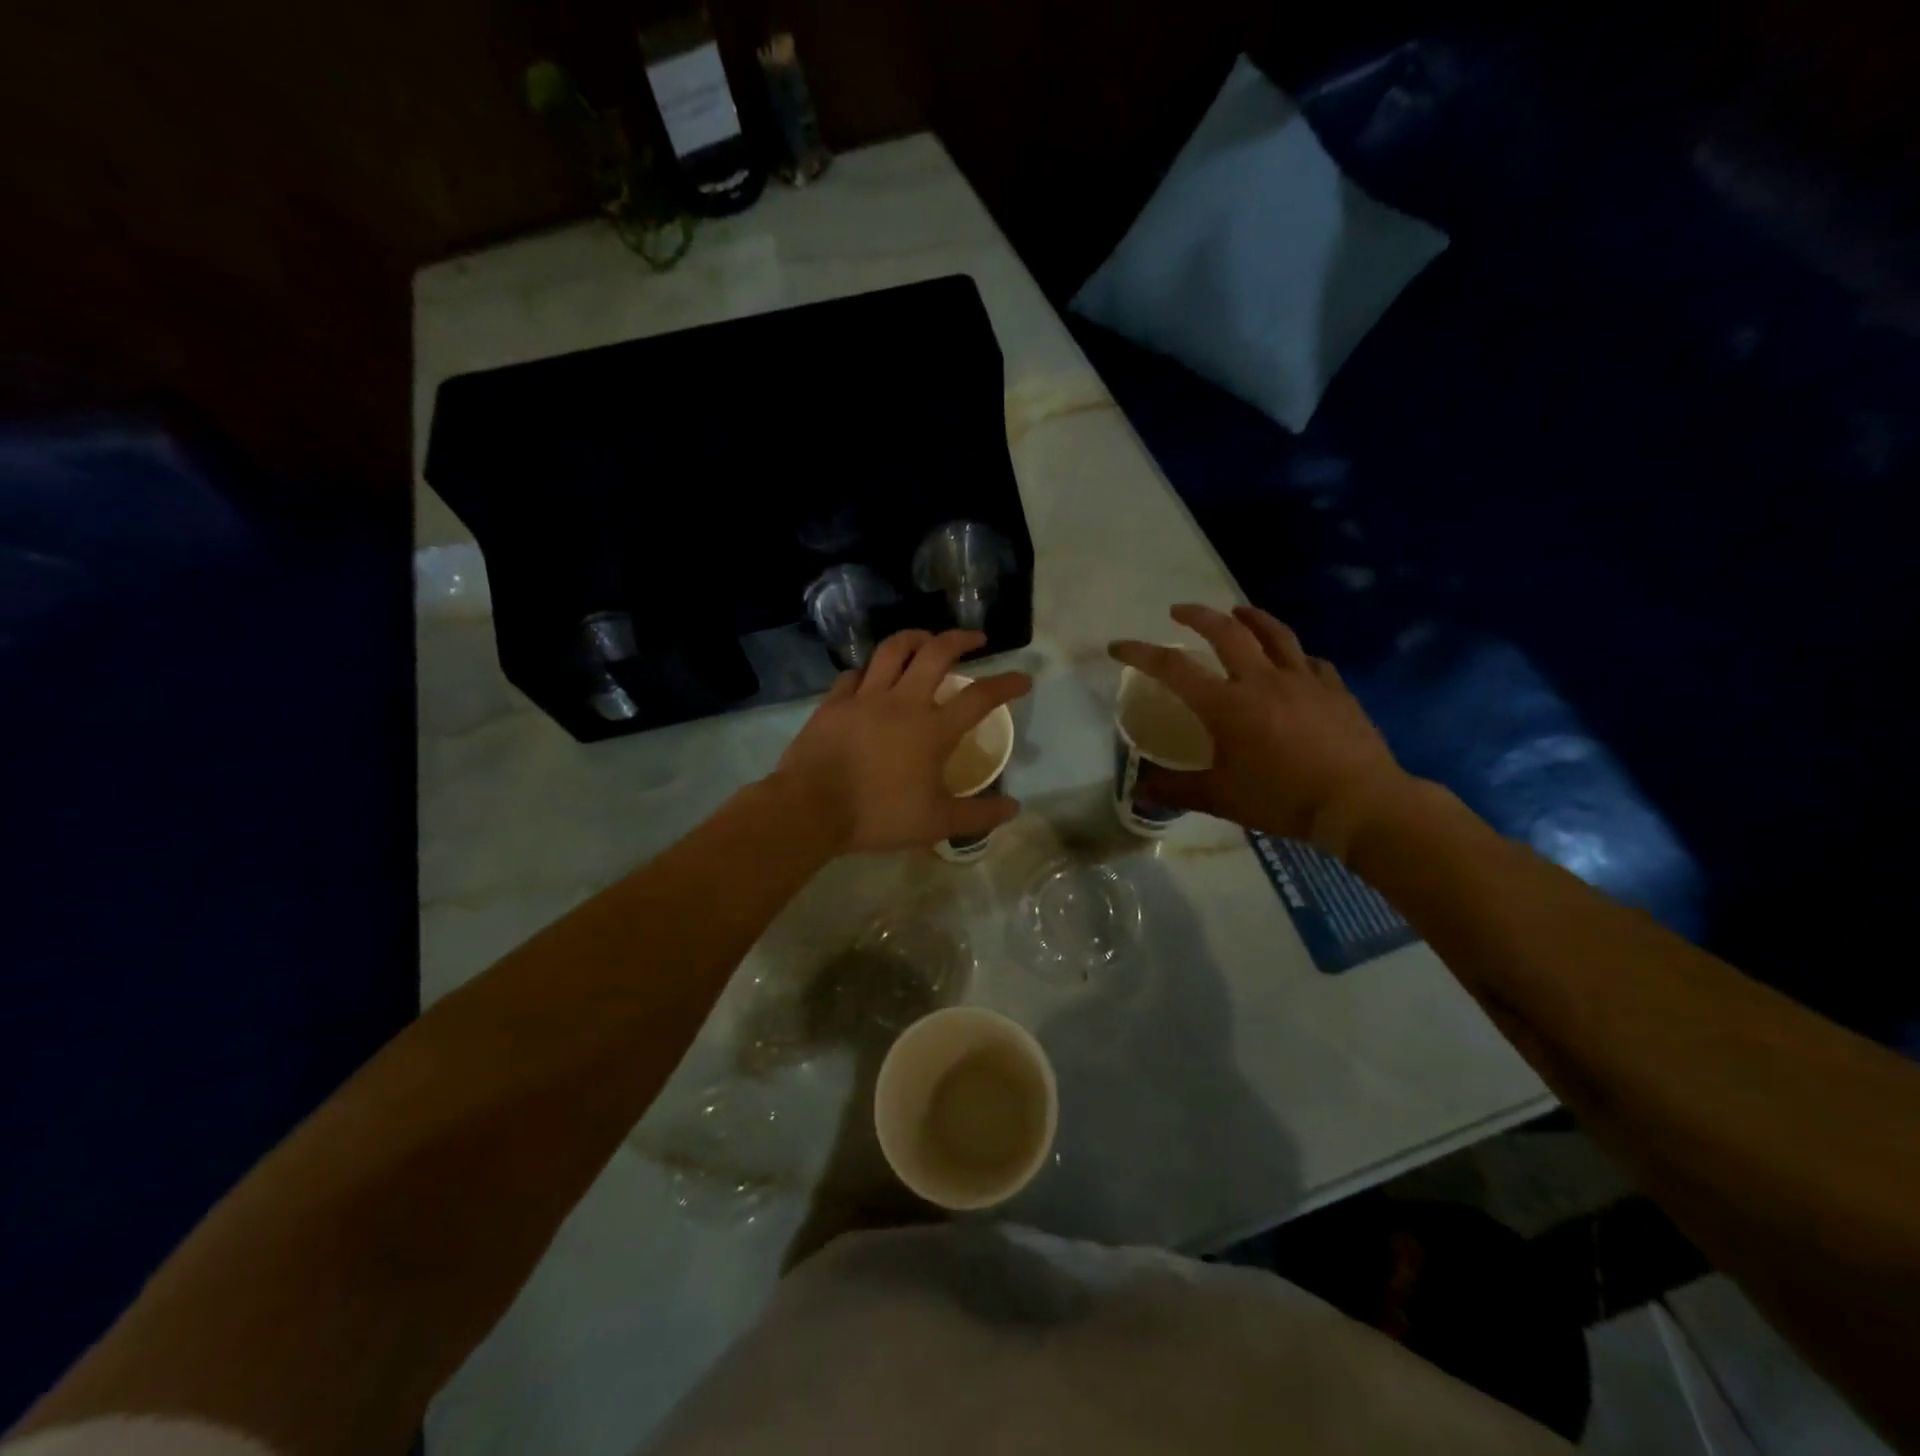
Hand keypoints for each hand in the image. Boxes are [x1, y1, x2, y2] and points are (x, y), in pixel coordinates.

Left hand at [772, 629, 1031, 853]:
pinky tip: (870, 676)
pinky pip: (854, 674)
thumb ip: (978, 815)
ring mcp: (865, 698)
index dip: (1006, 684)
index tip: (1023, 678)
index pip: (979, 697)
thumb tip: (1013, 809)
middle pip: (936, 654)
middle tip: (975, 638)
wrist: (812, 808)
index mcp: (933, 729)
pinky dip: (869, 671)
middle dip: (960, 639)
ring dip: (914, 638)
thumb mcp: (937, 823)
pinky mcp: (833, 703)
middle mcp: (903, 702)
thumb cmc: (879, 815)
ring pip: (892, 651)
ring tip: (925, 638)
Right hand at [1109, 604, 1413, 851]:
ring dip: (1250, 617)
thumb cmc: (1282, 799)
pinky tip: (1294, 661)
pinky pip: (1310, 661)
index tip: (1118, 645)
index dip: (1141, 653)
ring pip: (1273, 633)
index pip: (1173, 668)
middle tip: (1179, 611)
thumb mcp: (1220, 799)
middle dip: (1197, 615)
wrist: (1359, 802)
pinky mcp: (1334, 689)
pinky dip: (1294, 655)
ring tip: (1237, 610)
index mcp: (1226, 704)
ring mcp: (1303, 680)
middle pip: (1226, 631)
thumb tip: (1138, 789)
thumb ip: (1176, 790)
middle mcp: (1261, 680)